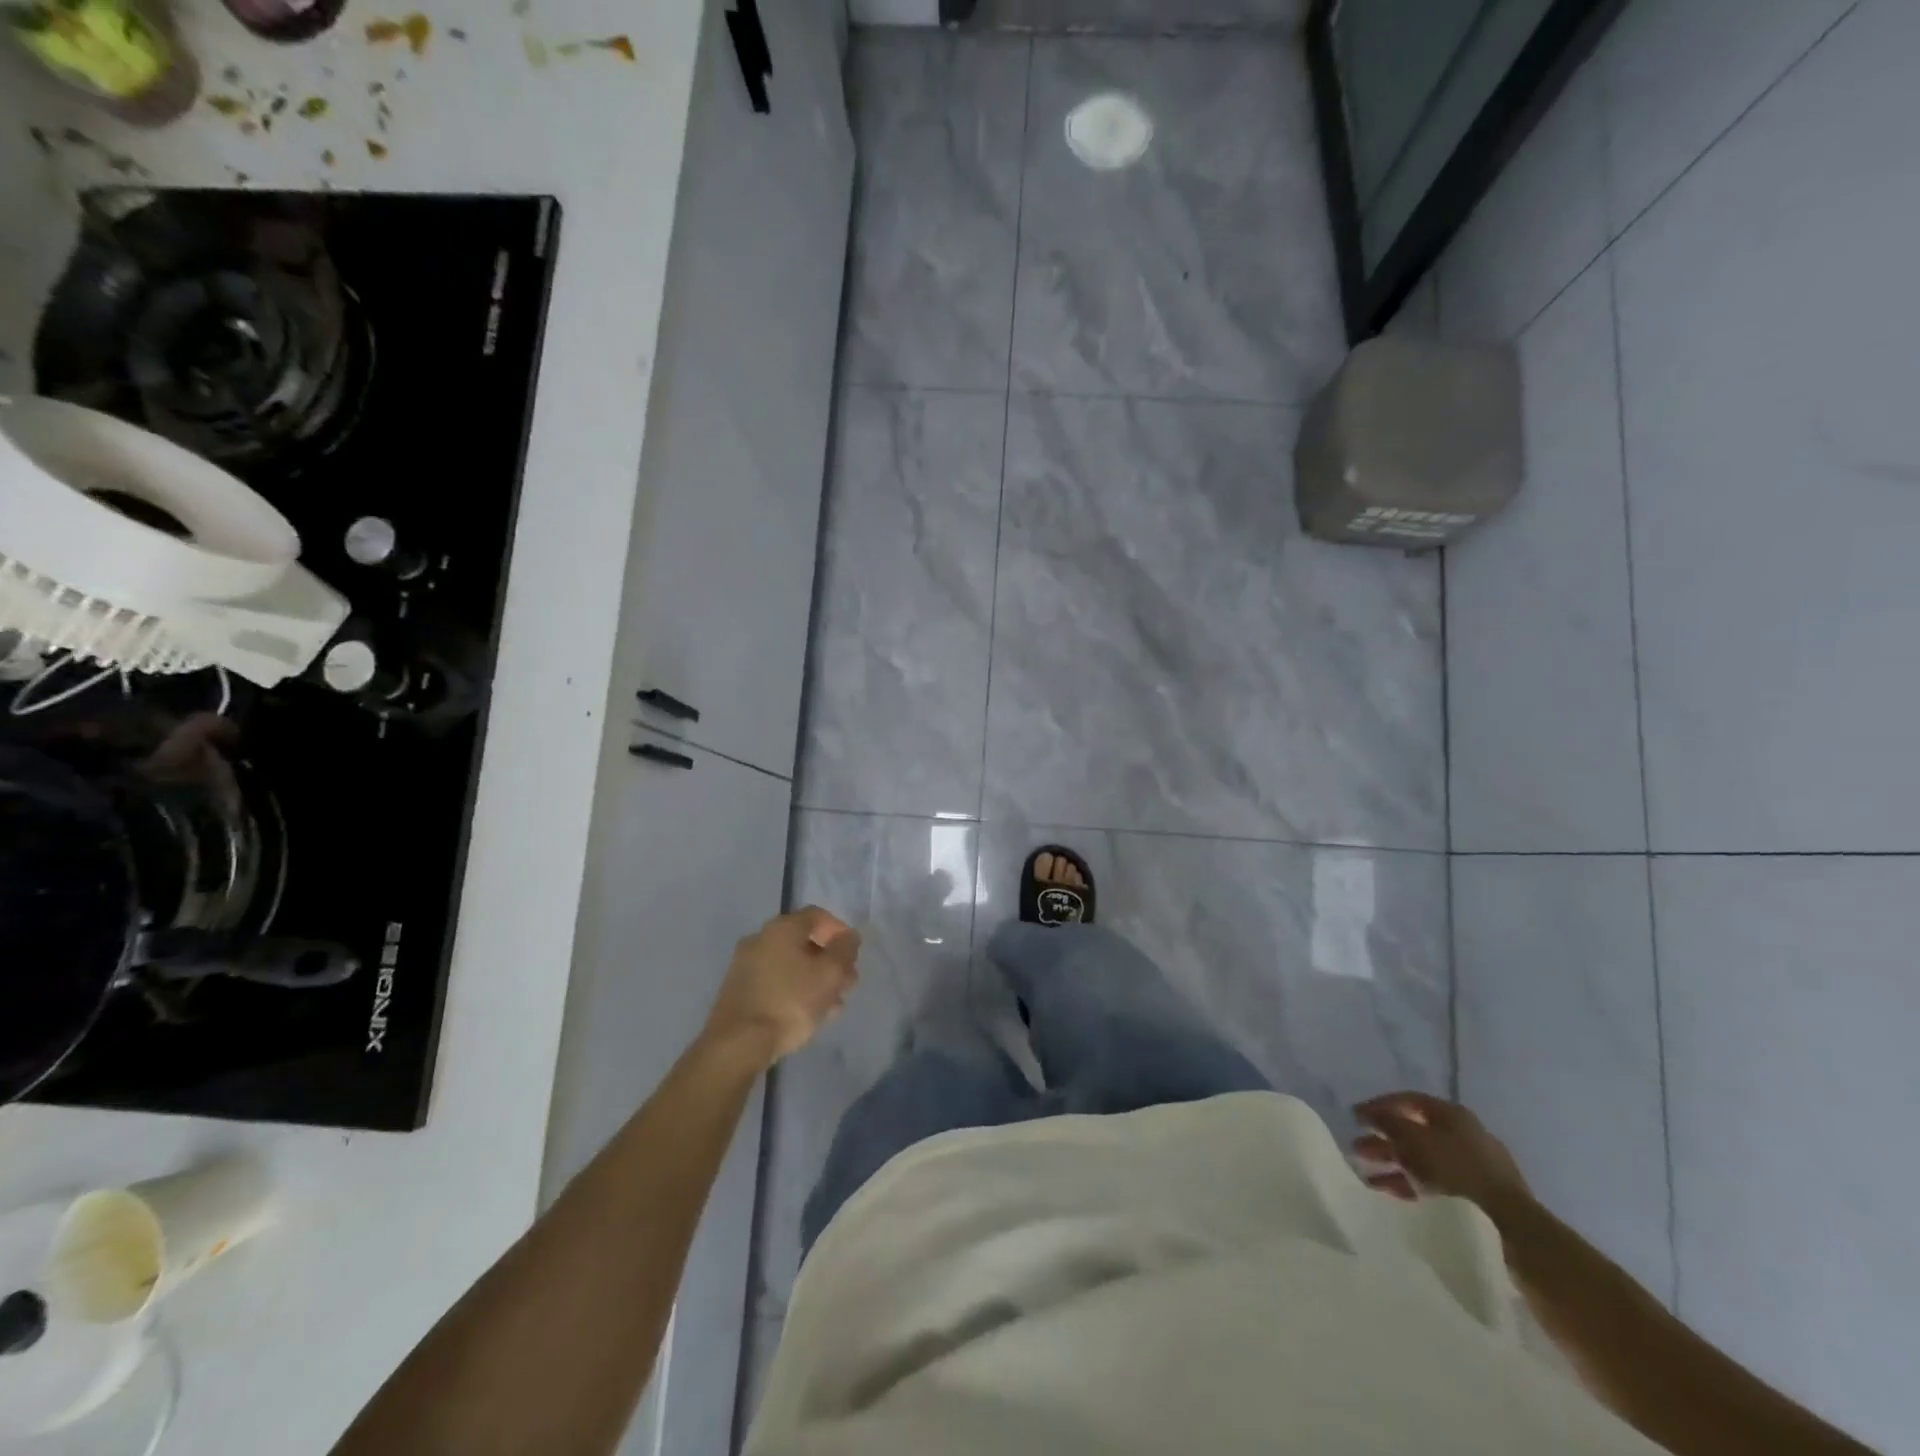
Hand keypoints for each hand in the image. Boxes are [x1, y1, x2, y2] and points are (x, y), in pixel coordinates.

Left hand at [703, 907, 859, 1067]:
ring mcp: (744, 965)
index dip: (840, 931)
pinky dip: (794, 991)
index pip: (817, 915)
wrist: (737, 1044)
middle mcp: (760, 938)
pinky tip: (807, 1015)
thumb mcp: (830, 974)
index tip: (852, 955)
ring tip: (832, 1006)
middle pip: (803, 941)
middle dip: (829, 961)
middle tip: (846, 984)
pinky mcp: (737, 991)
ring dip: (814, 979)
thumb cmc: (789, 1002)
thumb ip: (845, 950)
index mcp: (781, 927)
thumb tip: (848, 936)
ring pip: (790, 965)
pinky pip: (774, 982)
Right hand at [1352, 1091, 1532, 1221]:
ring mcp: (1470, 1165)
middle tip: (1357, 1146)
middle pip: (1413, 1131)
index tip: (1356, 1116)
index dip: (1379, 1105)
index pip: (1408, 1100)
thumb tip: (1366, 1112)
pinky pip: (1433, 1181)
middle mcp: (1461, 1134)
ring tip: (1365, 1171)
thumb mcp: (1413, 1138)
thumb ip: (1386, 1122)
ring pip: (1421, 1158)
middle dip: (1382, 1139)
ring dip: (1392, 1162)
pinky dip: (1409, 1183)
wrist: (1508, 1220)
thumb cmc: (1455, 1166)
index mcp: (1451, 1114)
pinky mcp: (1474, 1193)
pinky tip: (1388, 1191)